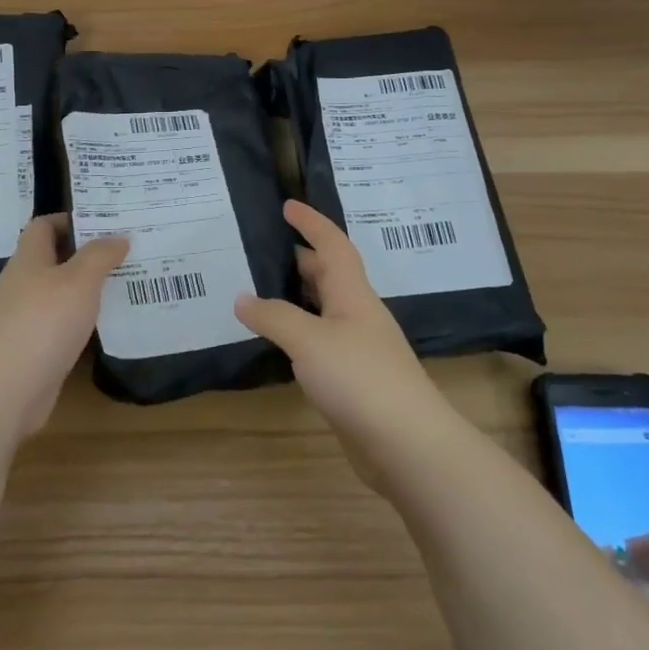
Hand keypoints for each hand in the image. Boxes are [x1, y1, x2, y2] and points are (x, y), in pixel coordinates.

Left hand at [0, 214, 127, 439]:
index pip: (44, 226)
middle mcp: (23, 284)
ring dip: (88, 289)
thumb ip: (99, 256)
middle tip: (127, 252)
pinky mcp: (34, 349)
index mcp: (29, 259)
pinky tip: (109, 324)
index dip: (71, 220)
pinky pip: (62, 325)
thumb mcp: (78, 281)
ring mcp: (25, 318)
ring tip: (127, 283)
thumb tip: (118, 237)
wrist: (5, 389)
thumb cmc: (42, 322)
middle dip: (87, 254)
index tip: (106, 222)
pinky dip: (83, 321)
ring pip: (60, 294)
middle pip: (54, 259)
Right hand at [235, 201, 450, 467]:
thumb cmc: (360, 378)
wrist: (407, 443)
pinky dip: (298, 332)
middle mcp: (357, 314)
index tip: (287, 205)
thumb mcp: (309, 340)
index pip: (332, 245)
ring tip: (259, 290)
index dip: (311, 223)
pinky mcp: (353, 378)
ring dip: (296, 297)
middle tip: (261, 250)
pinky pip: (320, 341)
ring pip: (323, 309)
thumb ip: (274, 317)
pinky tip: (278, 341)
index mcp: (352, 294)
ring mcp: (358, 347)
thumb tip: (241, 298)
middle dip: (299, 258)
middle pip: (328, 275)